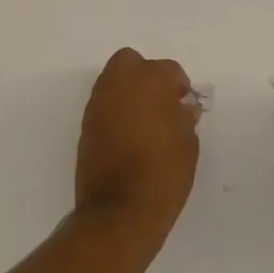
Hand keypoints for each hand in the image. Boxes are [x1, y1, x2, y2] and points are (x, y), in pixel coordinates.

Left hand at [75, 47, 200, 240]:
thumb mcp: (188, 143)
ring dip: (128, 92)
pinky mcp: (85, 125)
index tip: (185, 105)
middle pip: (130, 62)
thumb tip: (182, 109)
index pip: (169, 70)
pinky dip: (115, 111)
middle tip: (161, 102)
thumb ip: (185, 118)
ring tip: (145, 121)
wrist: (120, 210)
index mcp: (150, 80)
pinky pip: (104, 105)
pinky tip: (129, 135)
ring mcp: (98, 103)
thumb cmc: (164, 172)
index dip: (180, 86)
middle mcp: (119, 83)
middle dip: (145, 75)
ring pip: (113, 81)